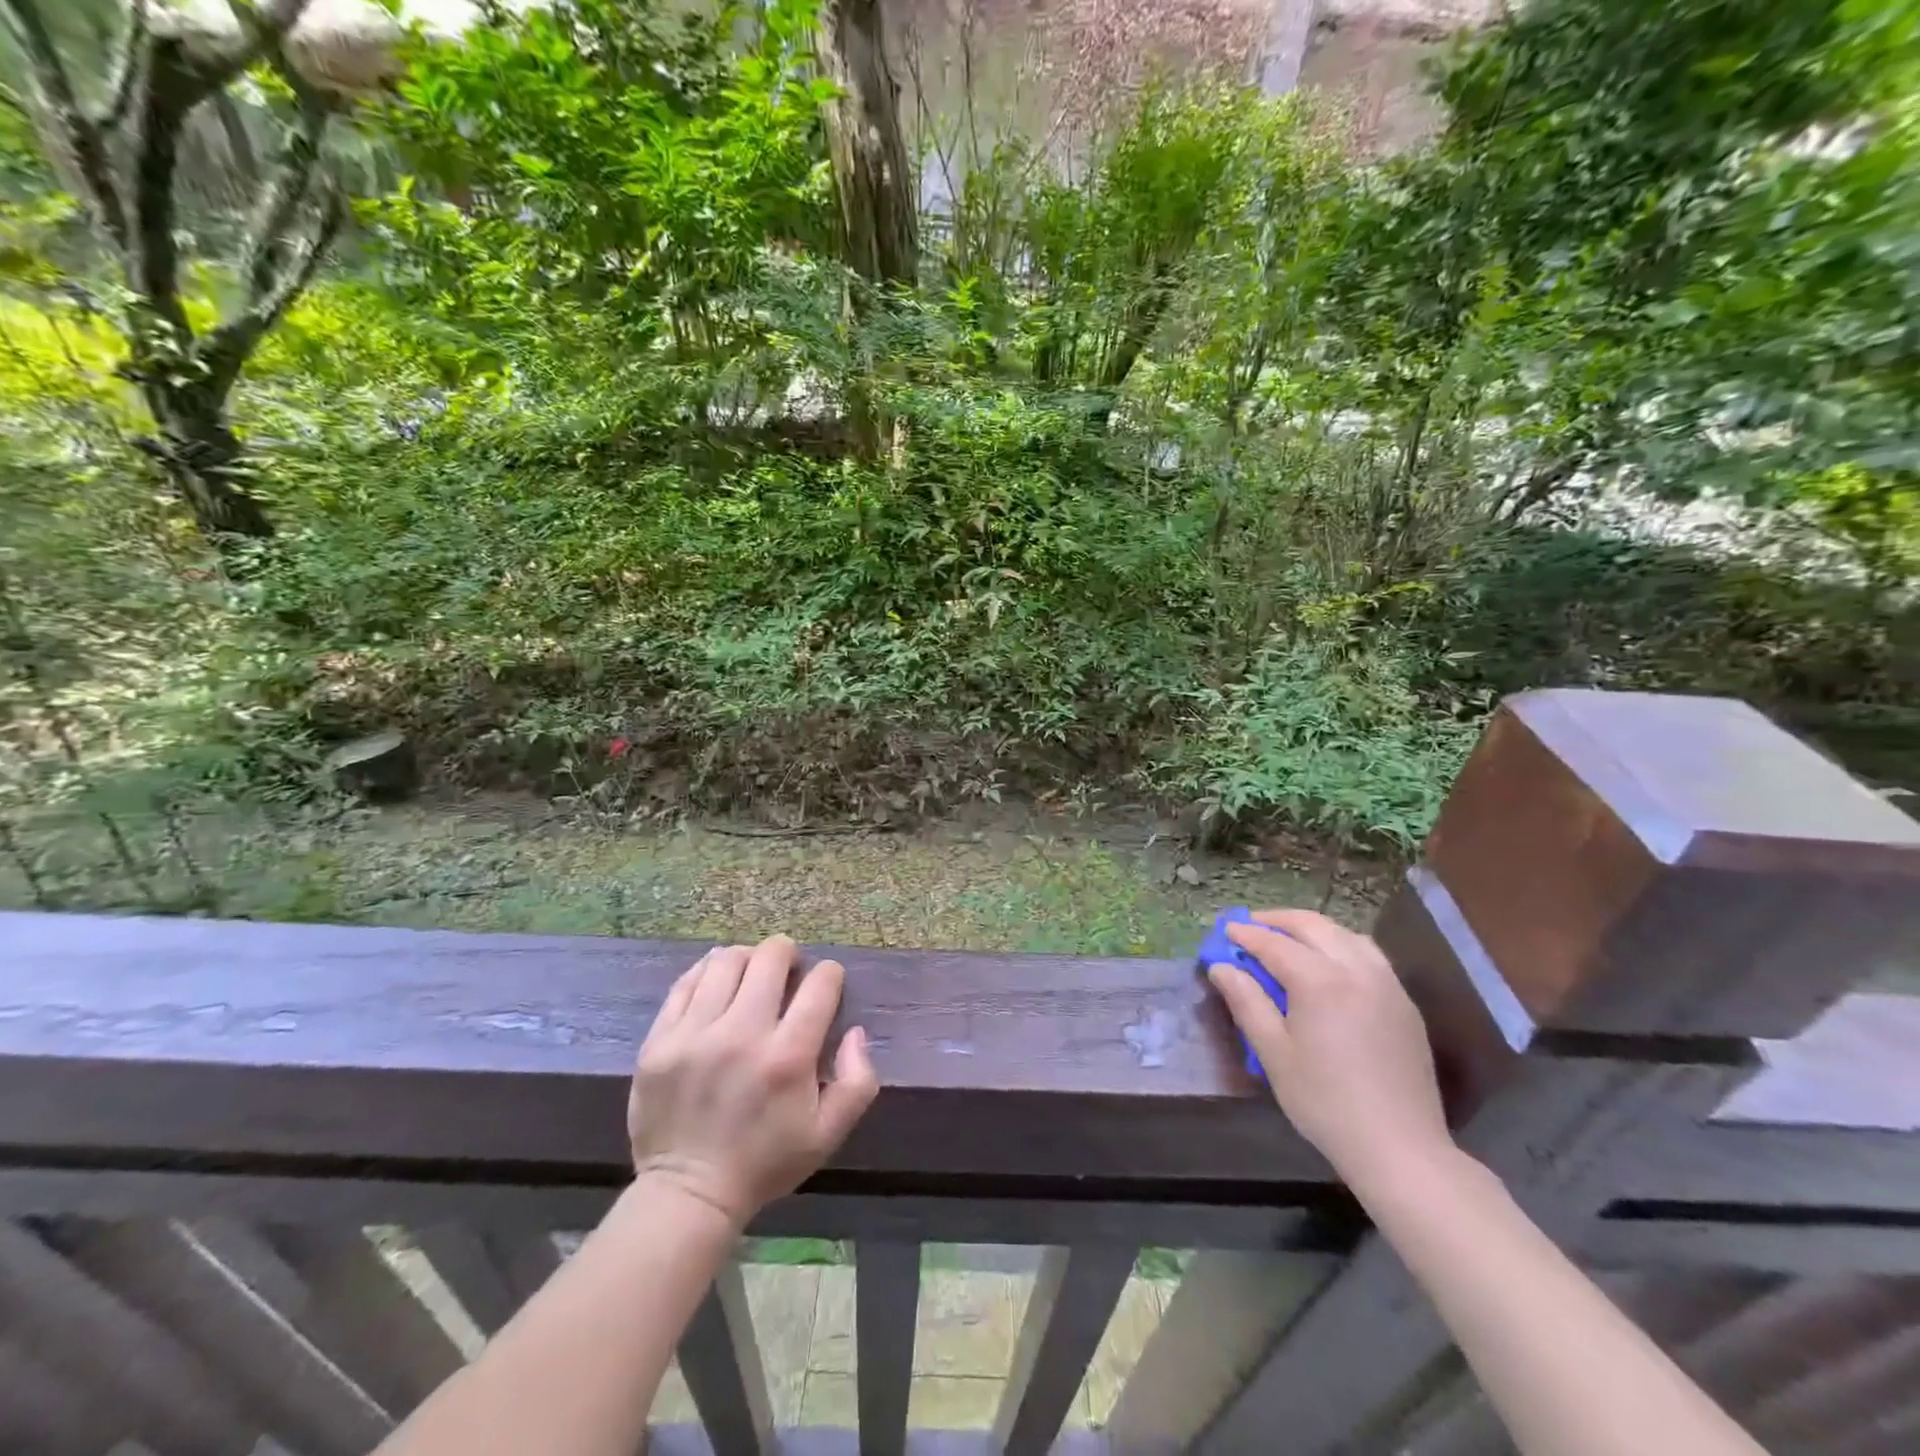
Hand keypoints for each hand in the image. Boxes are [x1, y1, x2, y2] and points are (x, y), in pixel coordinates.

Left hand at [628, 934, 878, 1226]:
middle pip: (770, 957)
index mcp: (787, 1058)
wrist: (688, 1194)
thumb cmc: (765, 1162)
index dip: (830, 974)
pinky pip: (686, 982)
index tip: (826, 984)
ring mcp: (694, 1035)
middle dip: (788, 954)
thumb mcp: (829, 1133)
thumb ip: (858, 1080)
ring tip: (751, 975)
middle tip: (788, 971)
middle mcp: (742, 1035)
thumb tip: (855, 1032)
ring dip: (748, 959)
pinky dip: (708, 972)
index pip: (819, 983)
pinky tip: (717, 984)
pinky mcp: (660, 1040)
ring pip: (727, 960)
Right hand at [1208, 909, 1452, 1190]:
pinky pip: (1369, 955)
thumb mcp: (1274, 1053)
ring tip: (1288, 940)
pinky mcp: (1404, 1003)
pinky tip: (1328, 964)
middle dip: (1278, 921)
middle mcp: (1356, 970)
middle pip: (1313, 926)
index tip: (1225, 931)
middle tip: (1251, 926)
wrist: (1400, 1148)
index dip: (1246, 935)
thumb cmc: (1325, 1101)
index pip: (1274, 943)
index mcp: (1320, 981)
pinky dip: (1340, 945)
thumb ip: (1247, 1002)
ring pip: (1345, 935)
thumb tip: (1222, 967)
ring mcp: (1387, 984)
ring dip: (1312, 929)